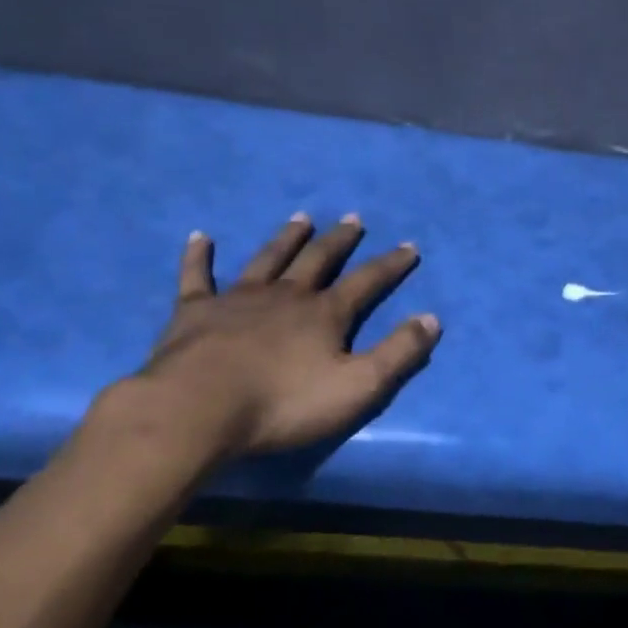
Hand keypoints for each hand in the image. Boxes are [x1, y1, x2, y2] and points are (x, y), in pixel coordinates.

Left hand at [122, 213, 440, 465]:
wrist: (199, 409)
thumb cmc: (283, 403)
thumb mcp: (358, 386)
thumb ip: (398, 353)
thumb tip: (433, 319)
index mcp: (325, 314)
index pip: (367, 282)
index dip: (391, 265)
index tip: (409, 247)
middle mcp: (286, 295)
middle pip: (318, 259)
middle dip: (339, 240)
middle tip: (353, 218)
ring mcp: (238, 299)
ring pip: (268, 259)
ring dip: (286, 238)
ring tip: (301, 218)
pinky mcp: (195, 311)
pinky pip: (197, 276)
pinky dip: (199, 256)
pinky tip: (200, 237)